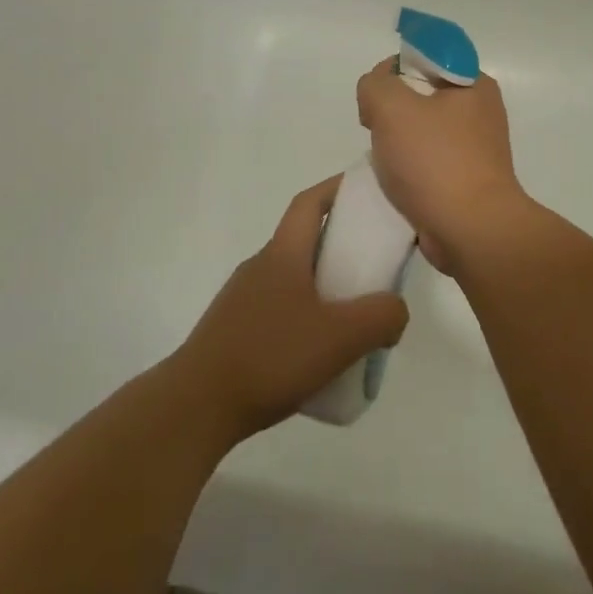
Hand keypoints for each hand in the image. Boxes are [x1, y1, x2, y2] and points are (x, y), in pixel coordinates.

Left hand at [176, 176, 409, 441]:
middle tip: (374, 267)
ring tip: (352, 319)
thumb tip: (394, 310)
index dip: (337, 188)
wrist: (197, 405)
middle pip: (305, 240)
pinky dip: (305, 316)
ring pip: (293, 279)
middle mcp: (261, 266)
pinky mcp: (235, 330)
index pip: (309, 203)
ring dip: (324, 286)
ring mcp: (243, 298)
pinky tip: (318, 353)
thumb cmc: (271, 356)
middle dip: (340, 245)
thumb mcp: (341, 337)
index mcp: (283, 254)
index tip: (365, 188)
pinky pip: (279, 309)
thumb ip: (381, 316)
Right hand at [355, 58, 528, 273]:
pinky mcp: (466, 180)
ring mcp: (475, 148)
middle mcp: (480, 111)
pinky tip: (395, 183)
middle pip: (420, 93)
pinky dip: (408, 169)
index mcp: (474, 84)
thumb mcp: (392, 107)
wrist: (471, 232)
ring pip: (421, 130)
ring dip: (396, 142)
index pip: (426, 56)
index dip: (394, 69)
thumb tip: (377, 92)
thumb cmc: (435, 162)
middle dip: (391, 109)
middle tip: (375, 129)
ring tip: (386, 161)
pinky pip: (427, 162)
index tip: (378, 96)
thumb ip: (375, 84)